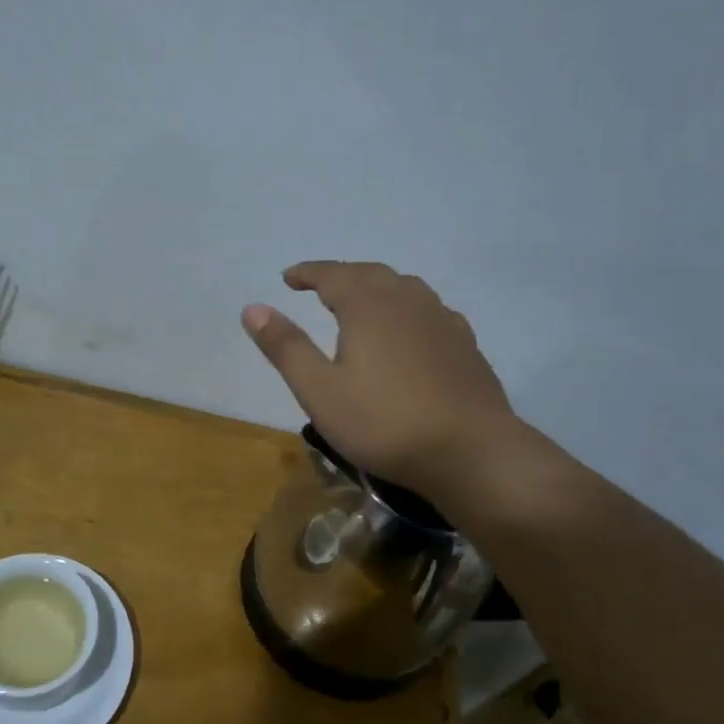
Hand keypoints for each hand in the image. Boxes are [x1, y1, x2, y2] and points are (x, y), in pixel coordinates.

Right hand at [242, 261, 522, 493]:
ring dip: (377, 287)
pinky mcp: (465, 344)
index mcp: (368, 306)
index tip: (288, 277)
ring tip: (362, 301)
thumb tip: (253, 307)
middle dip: (341, 275)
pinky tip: (410, 329)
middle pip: (370, 274)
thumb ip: (286, 347)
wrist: (470, 451)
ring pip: (405, 287)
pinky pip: (429, 310)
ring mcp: (442, 320)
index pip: (332, 275)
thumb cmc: (384, 423)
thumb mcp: (320, 391)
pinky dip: (407, 308)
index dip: (307, 273)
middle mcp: (407, 301)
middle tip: (319, 286)